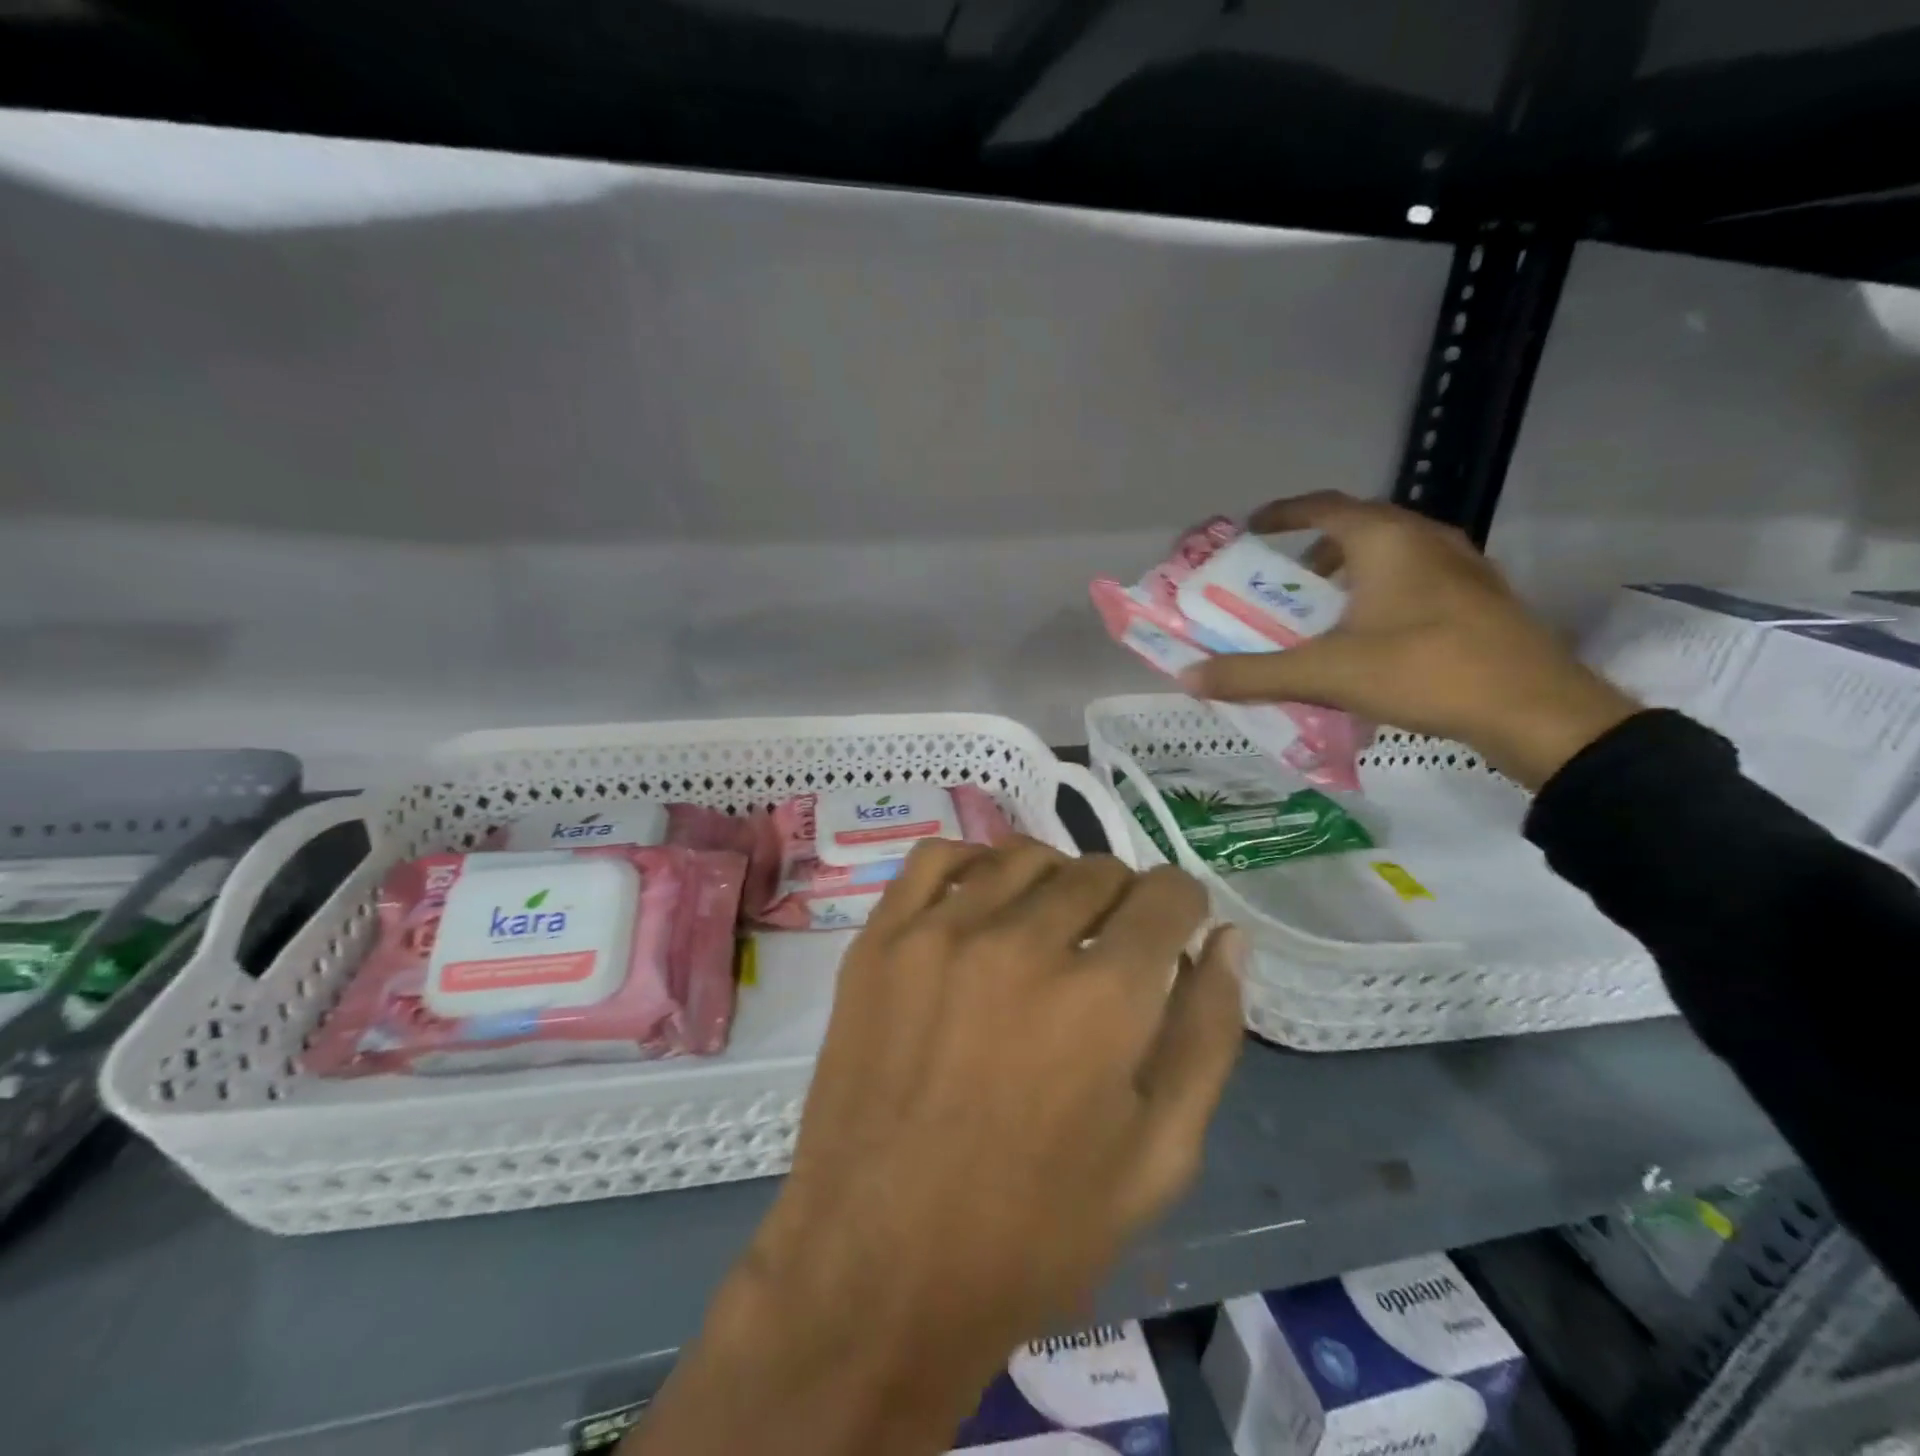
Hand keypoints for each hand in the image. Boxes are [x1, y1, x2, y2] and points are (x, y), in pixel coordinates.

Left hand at [629, 837, 1244, 1455]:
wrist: (879, 1265)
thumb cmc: (1034, 1232)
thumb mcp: (1159, 1159)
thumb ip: (1207, 1035)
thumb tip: (1229, 939)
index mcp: (1103, 999)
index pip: (1167, 896)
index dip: (1183, 908)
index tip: (1175, 932)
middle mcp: (1023, 944)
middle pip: (1098, 871)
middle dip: (1122, 901)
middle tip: (1110, 947)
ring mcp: (940, 934)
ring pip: (1023, 858)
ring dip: (1054, 881)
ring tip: (1049, 926)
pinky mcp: (880, 941)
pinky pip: (937, 858)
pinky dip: (973, 863)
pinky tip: (983, 901)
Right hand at [1181, 492, 1638, 787]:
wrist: (1535, 710)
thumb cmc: (1423, 671)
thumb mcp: (1325, 674)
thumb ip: (1253, 674)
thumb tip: (1187, 677)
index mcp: (1386, 540)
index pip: (1323, 505)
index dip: (1282, 513)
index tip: (1252, 528)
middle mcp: (1426, 539)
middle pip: (1360, 525)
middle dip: (1315, 547)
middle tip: (1284, 578)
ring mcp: (1462, 566)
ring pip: (1393, 552)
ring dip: (1352, 570)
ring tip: (1324, 609)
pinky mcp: (1480, 599)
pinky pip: (1417, 578)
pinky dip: (1382, 591)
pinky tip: (1372, 636)